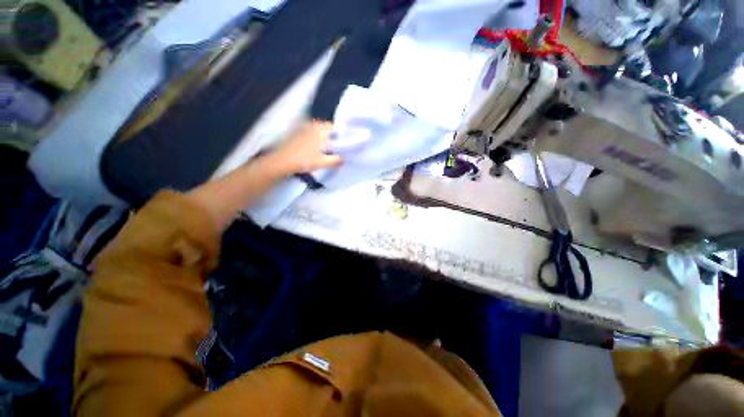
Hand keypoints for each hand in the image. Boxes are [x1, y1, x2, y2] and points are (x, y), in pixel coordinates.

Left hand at [267, 120, 342, 174]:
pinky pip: (309, 132)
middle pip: (325, 128)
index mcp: (320, 130)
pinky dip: (313, 137)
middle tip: (335, 146)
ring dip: (322, 136)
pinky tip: (313, 147)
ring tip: (325, 147)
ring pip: (317, 129)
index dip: (340, 134)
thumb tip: (343, 159)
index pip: (334, 127)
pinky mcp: (295, 132)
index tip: (343, 142)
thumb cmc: (304, 160)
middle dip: (331, 135)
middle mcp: (312, 125)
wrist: (282, 161)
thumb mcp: (322, 162)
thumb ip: (335, 160)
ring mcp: (302, 128)